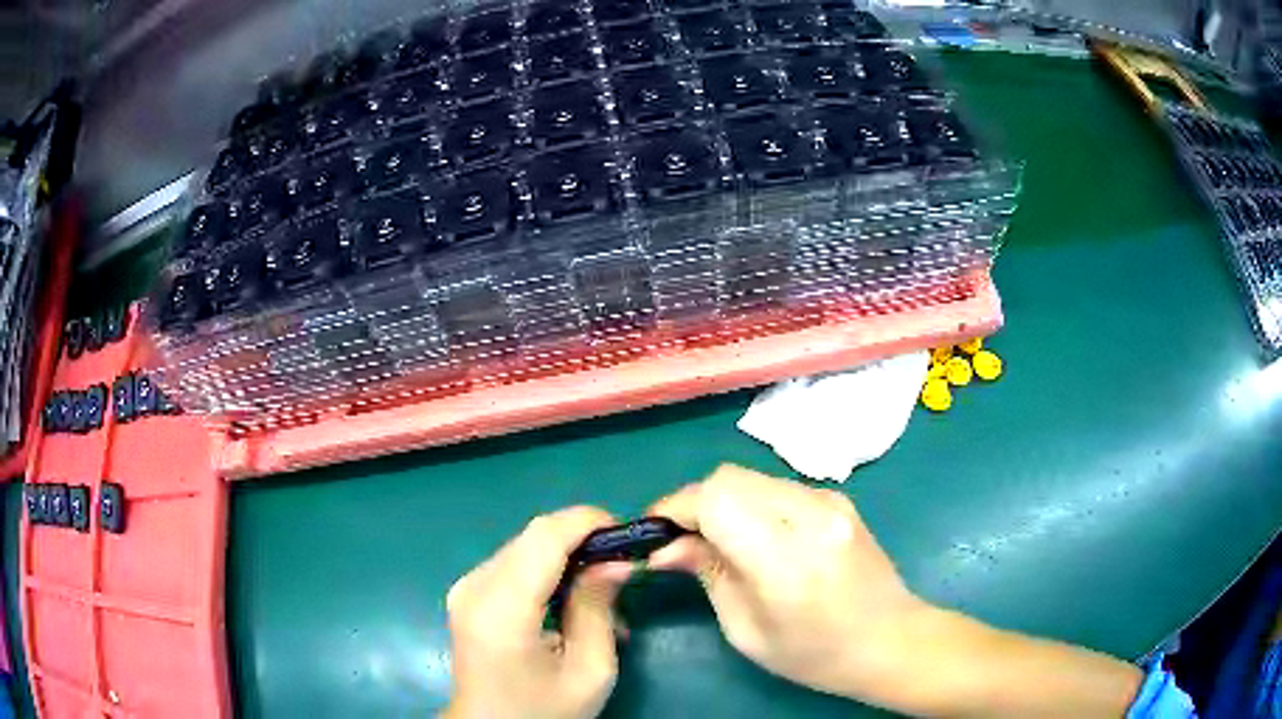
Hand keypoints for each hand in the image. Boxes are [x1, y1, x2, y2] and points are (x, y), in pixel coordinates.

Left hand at [444, 506, 632, 718]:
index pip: (544, 536)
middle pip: (534, 537)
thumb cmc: (543, 711)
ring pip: (525, 545)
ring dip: (567, 557)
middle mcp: (474, 587)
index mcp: (502, 609)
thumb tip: (617, 561)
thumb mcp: (589, 671)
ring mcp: (465, 587)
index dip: (587, 522)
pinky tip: (568, 601)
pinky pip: (513, 563)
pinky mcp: (466, 594)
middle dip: (583, 540)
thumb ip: (598, 608)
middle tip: (621, 568)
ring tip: (599, 593)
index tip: (627, 535)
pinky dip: (547, 570)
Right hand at [647, 465, 923, 702]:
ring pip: (751, 477)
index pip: (716, 499)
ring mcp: (830, 500)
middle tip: (682, 540)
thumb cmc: (814, 653)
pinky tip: (757, 538)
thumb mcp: (746, 629)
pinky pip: (776, 487)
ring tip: (718, 541)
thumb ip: (707, 575)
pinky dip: (751, 503)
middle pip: (730, 477)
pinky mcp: (838, 497)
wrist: (892, 639)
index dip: (675, 506)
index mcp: (785, 558)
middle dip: (695, 503)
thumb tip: (665, 546)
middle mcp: (810, 515)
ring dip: (722, 501)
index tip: (654, 531)